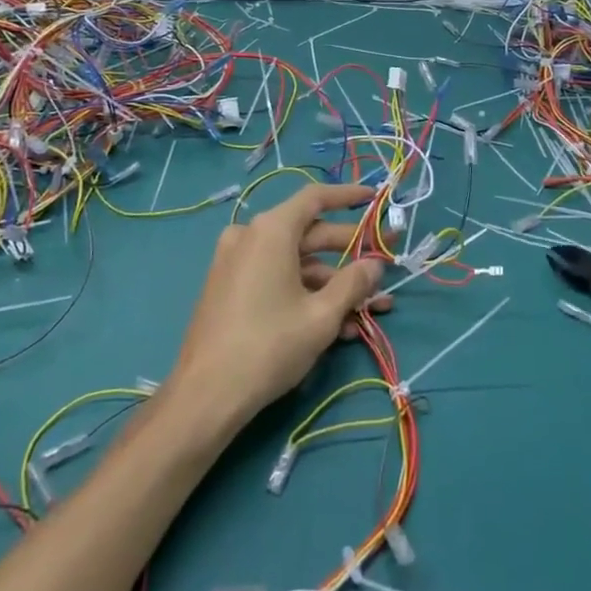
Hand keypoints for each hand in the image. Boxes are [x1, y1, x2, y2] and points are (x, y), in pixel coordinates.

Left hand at [168, 182, 391, 427]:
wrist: (205, 395)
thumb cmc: (269, 346)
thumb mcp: (322, 316)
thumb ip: (353, 283)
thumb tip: (375, 264)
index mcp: (270, 231)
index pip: (315, 198)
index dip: (348, 196)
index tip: (374, 198)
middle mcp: (250, 236)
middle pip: (309, 234)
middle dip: (350, 253)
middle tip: (384, 264)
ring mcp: (236, 262)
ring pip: (295, 263)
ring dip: (333, 284)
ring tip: (369, 310)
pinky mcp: (230, 288)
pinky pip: (276, 278)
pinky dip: (306, 294)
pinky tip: (338, 325)